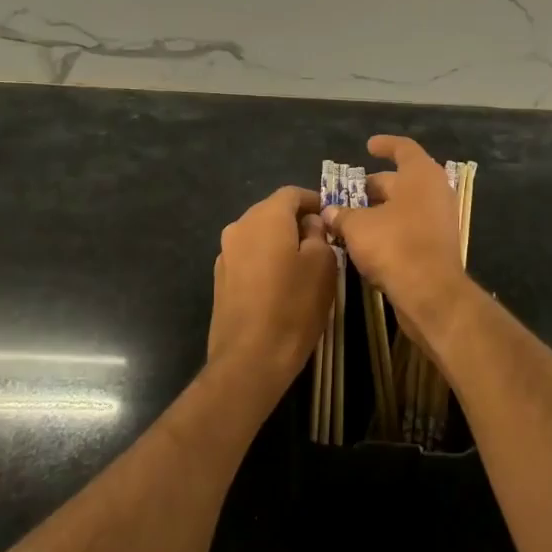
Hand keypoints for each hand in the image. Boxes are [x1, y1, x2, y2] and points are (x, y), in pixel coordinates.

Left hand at [207, 185, 336, 398]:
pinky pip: (248, 257)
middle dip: (297, 221)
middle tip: (323, 242)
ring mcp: (225, 254)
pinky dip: (266, 261)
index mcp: (265, 217)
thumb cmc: (293, 306)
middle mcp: (239, 227)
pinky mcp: (220, 279)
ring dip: (280, 242)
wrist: (249, 358)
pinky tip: (280, 285)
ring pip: (259, 235)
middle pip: (272, 212)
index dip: (314, 201)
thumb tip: (309, 225)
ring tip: (303, 265)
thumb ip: (318, 235)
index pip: (292, 193)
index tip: (332, 218)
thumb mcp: (323, 266)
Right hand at [321, 136, 468, 329]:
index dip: (385, 145)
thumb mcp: (358, 227)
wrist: (430, 293)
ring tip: (354, 217)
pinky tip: (368, 239)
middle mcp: (435, 192)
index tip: (368, 146)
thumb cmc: (395, 246)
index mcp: (420, 175)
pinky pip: (412, 226)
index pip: (403, 149)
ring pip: (407, 205)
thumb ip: (342, 215)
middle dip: (376, 185)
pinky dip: (391, 227)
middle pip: (403, 179)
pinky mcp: (438, 244)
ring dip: (382, 209)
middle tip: (351, 193)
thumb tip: (329, 212)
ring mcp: (440, 219)